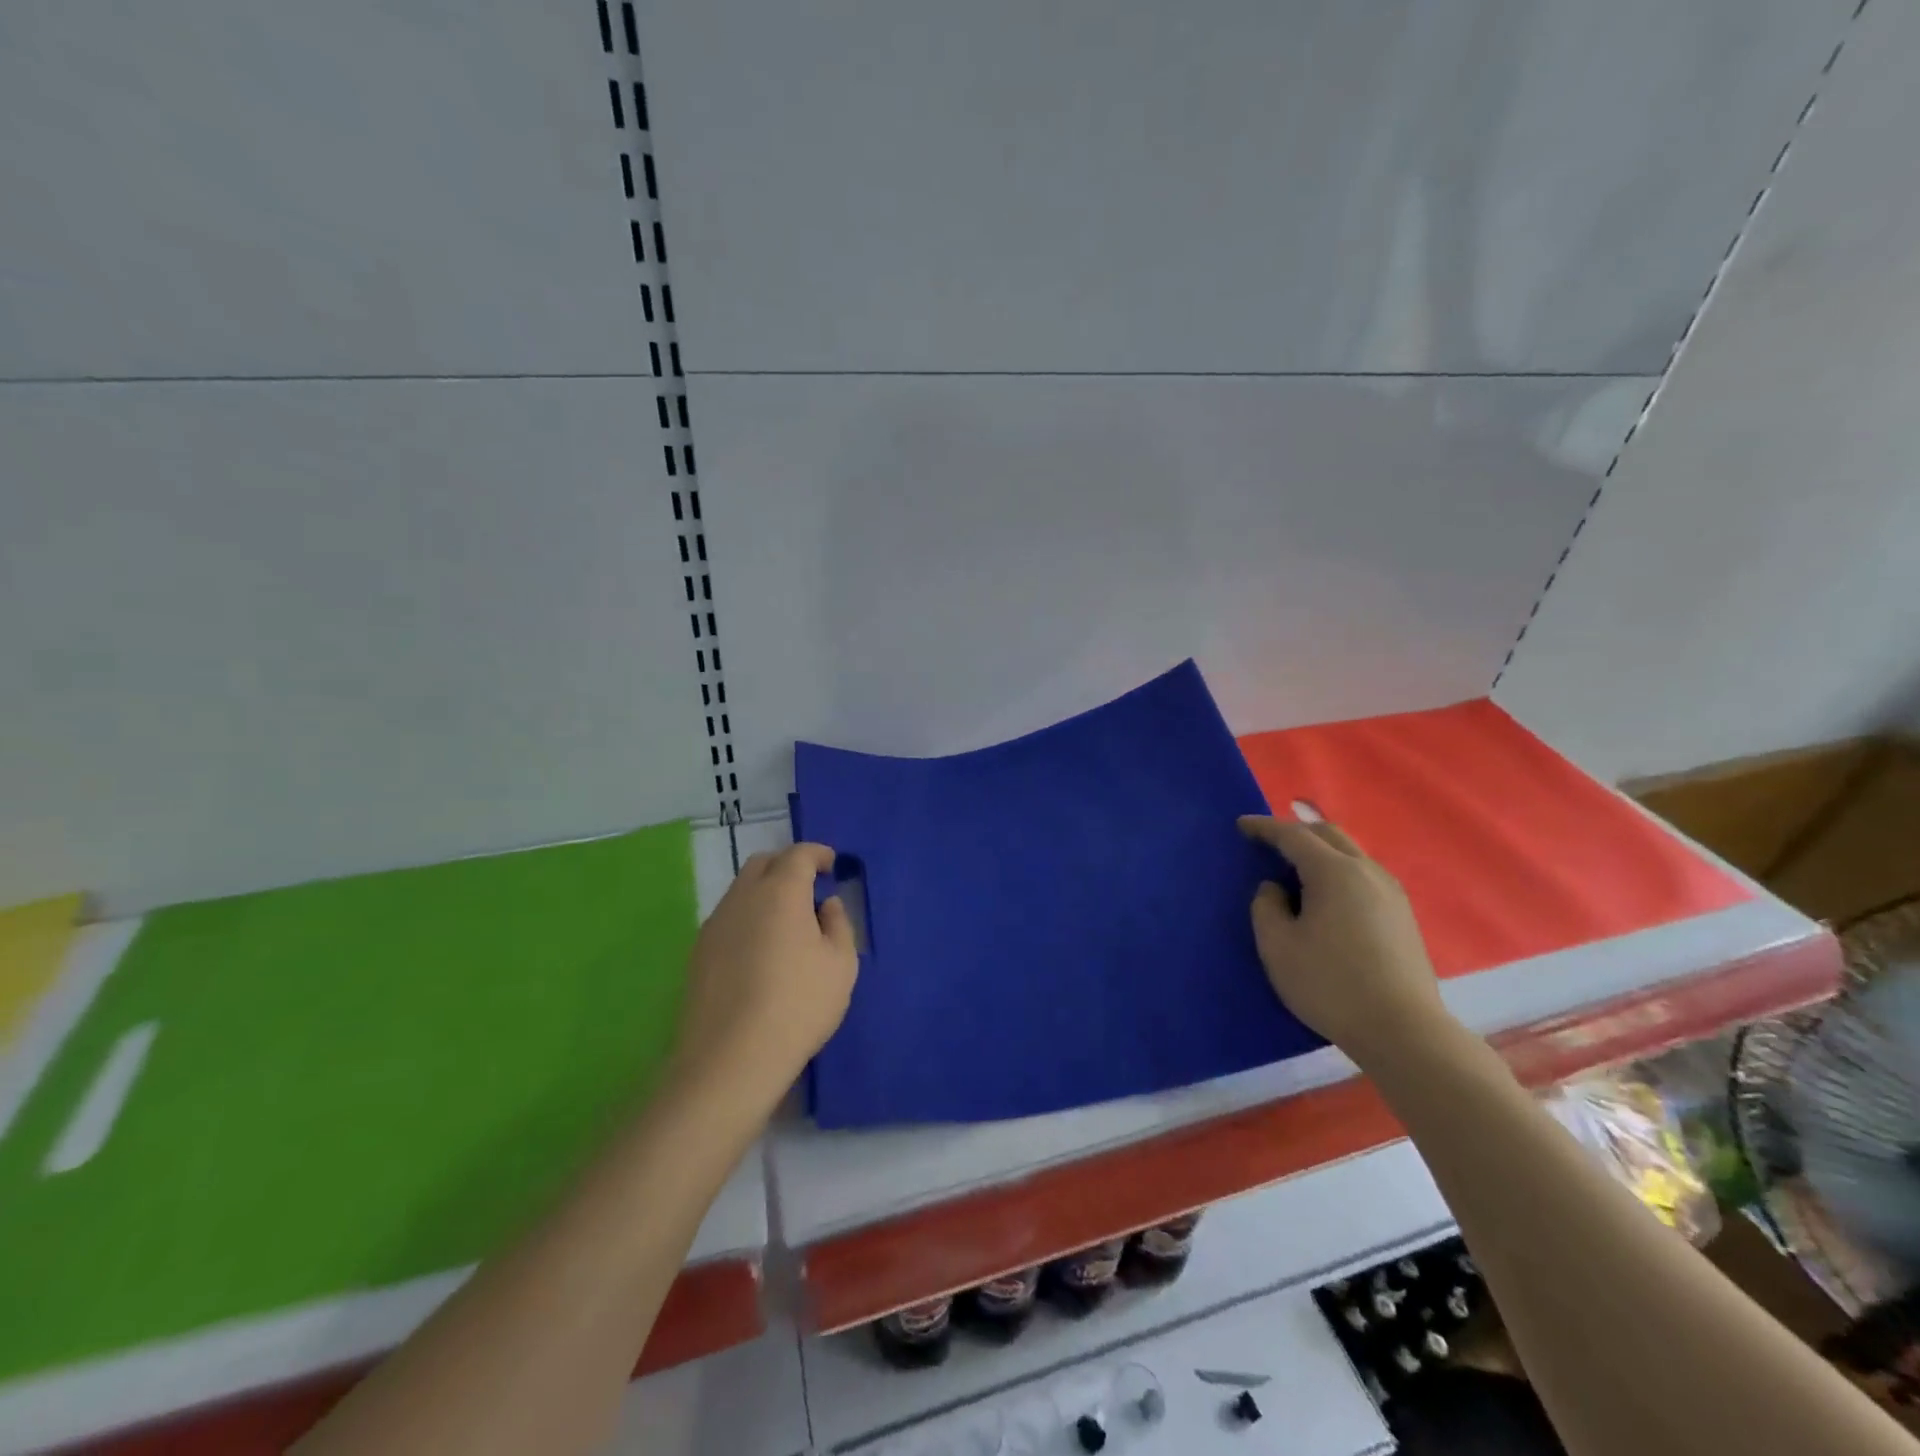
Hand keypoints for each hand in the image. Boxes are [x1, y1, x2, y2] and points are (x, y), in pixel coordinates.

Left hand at [670, 843, 858, 1113]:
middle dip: (787, 865)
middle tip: (808, 886)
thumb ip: (838, 924)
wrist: (731, 1058)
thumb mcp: (841, 964)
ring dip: (765, 891)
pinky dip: (748, 916)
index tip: (831, 863)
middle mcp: (743, 897)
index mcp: (780, 892)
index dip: (817, 854)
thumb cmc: (799, 1005)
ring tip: (787, 919)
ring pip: (741, 890)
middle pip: (763, 863)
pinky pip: (728, 917)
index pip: (798, 855)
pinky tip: (761, 947)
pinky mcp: (699, 952)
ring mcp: (715, 924)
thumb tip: (825, 905)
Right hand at [1238, 816, 1450, 1071]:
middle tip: (1268, 842)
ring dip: (1320, 851)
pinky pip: (1363, 876)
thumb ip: (1266, 906)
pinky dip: (1337, 872)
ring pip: (1350, 854)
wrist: (1403, 1031)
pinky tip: (1326, 897)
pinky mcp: (1403, 916)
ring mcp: (1391, 893)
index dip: (1264, 827)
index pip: (1293, 835)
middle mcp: (1367, 871)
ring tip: (1295, 869)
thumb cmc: (1330, 984)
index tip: (1241, 825)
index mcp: (1334, 872)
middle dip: (1296, 831)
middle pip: (1328, 835)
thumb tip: (1275, 889)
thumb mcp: (1277, 946)